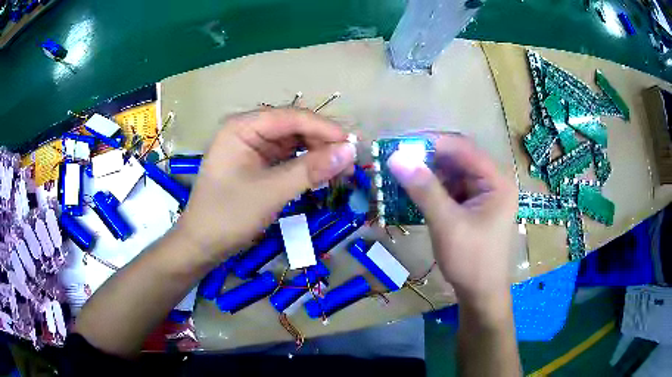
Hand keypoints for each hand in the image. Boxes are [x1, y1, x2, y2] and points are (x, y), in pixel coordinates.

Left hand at [176, 108, 355, 262]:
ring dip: (318, 155)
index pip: (291, 117)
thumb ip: (310, 170)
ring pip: (294, 143)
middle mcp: (248, 131)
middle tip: (351, 163)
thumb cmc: (227, 216)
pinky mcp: (258, 164)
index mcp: (242, 126)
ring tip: (343, 171)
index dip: (324, 128)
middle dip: (323, 143)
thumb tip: (350, 152)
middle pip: (294, 128)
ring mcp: (253, 148)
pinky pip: (288, 158)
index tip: (353, 145)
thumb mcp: (270, 192)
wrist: (202, 245)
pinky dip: (307, 166)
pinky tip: (323, 175)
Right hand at [387, 134, 516, 310]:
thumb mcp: (447, 224)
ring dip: (428, 173)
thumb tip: (397, 157)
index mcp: (496, 181)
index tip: (401, 144)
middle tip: (397, 159)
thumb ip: (424, 190)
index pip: (463, 148)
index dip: (432, 142)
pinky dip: (432, 188)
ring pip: (452, 173)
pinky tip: (414, 191)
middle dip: (428, 158)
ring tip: (400, 174)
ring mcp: (483, 194)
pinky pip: (451, 188)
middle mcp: (493, 181)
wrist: (480, 293)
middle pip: (458, 158)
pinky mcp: (473, 205)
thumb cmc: (471, 261)